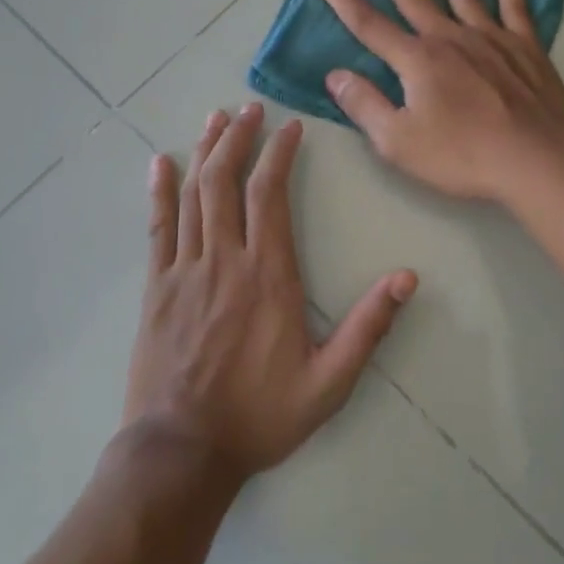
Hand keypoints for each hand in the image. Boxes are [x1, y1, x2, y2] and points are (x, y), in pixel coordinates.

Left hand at [124, 103, 417, 477]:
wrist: (181, 455)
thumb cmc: (260, 415)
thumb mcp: (329, 382)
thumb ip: (368, 327)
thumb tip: (407, 278)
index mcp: (268, 276)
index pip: (270, 195)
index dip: (278, 153)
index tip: (289, 126)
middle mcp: (224, 261)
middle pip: (226, 181)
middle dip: (238, 138)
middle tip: (249, 108)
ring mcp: (184, 271)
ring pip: (193, 195)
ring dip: (204, 152)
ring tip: (215, 119)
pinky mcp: (156, 288)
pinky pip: (157, 227)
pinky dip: (159, 191)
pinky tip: (160, 162)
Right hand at [312, 0, 563, 203]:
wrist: (536, 158)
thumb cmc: (463, 155)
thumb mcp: (399, 142)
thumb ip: (364, 106)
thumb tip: (335, 75)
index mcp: (417, 60)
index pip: (369, 24)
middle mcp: (449, 36)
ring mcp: (490, 35)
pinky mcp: (524, 44)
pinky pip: (512, 2)